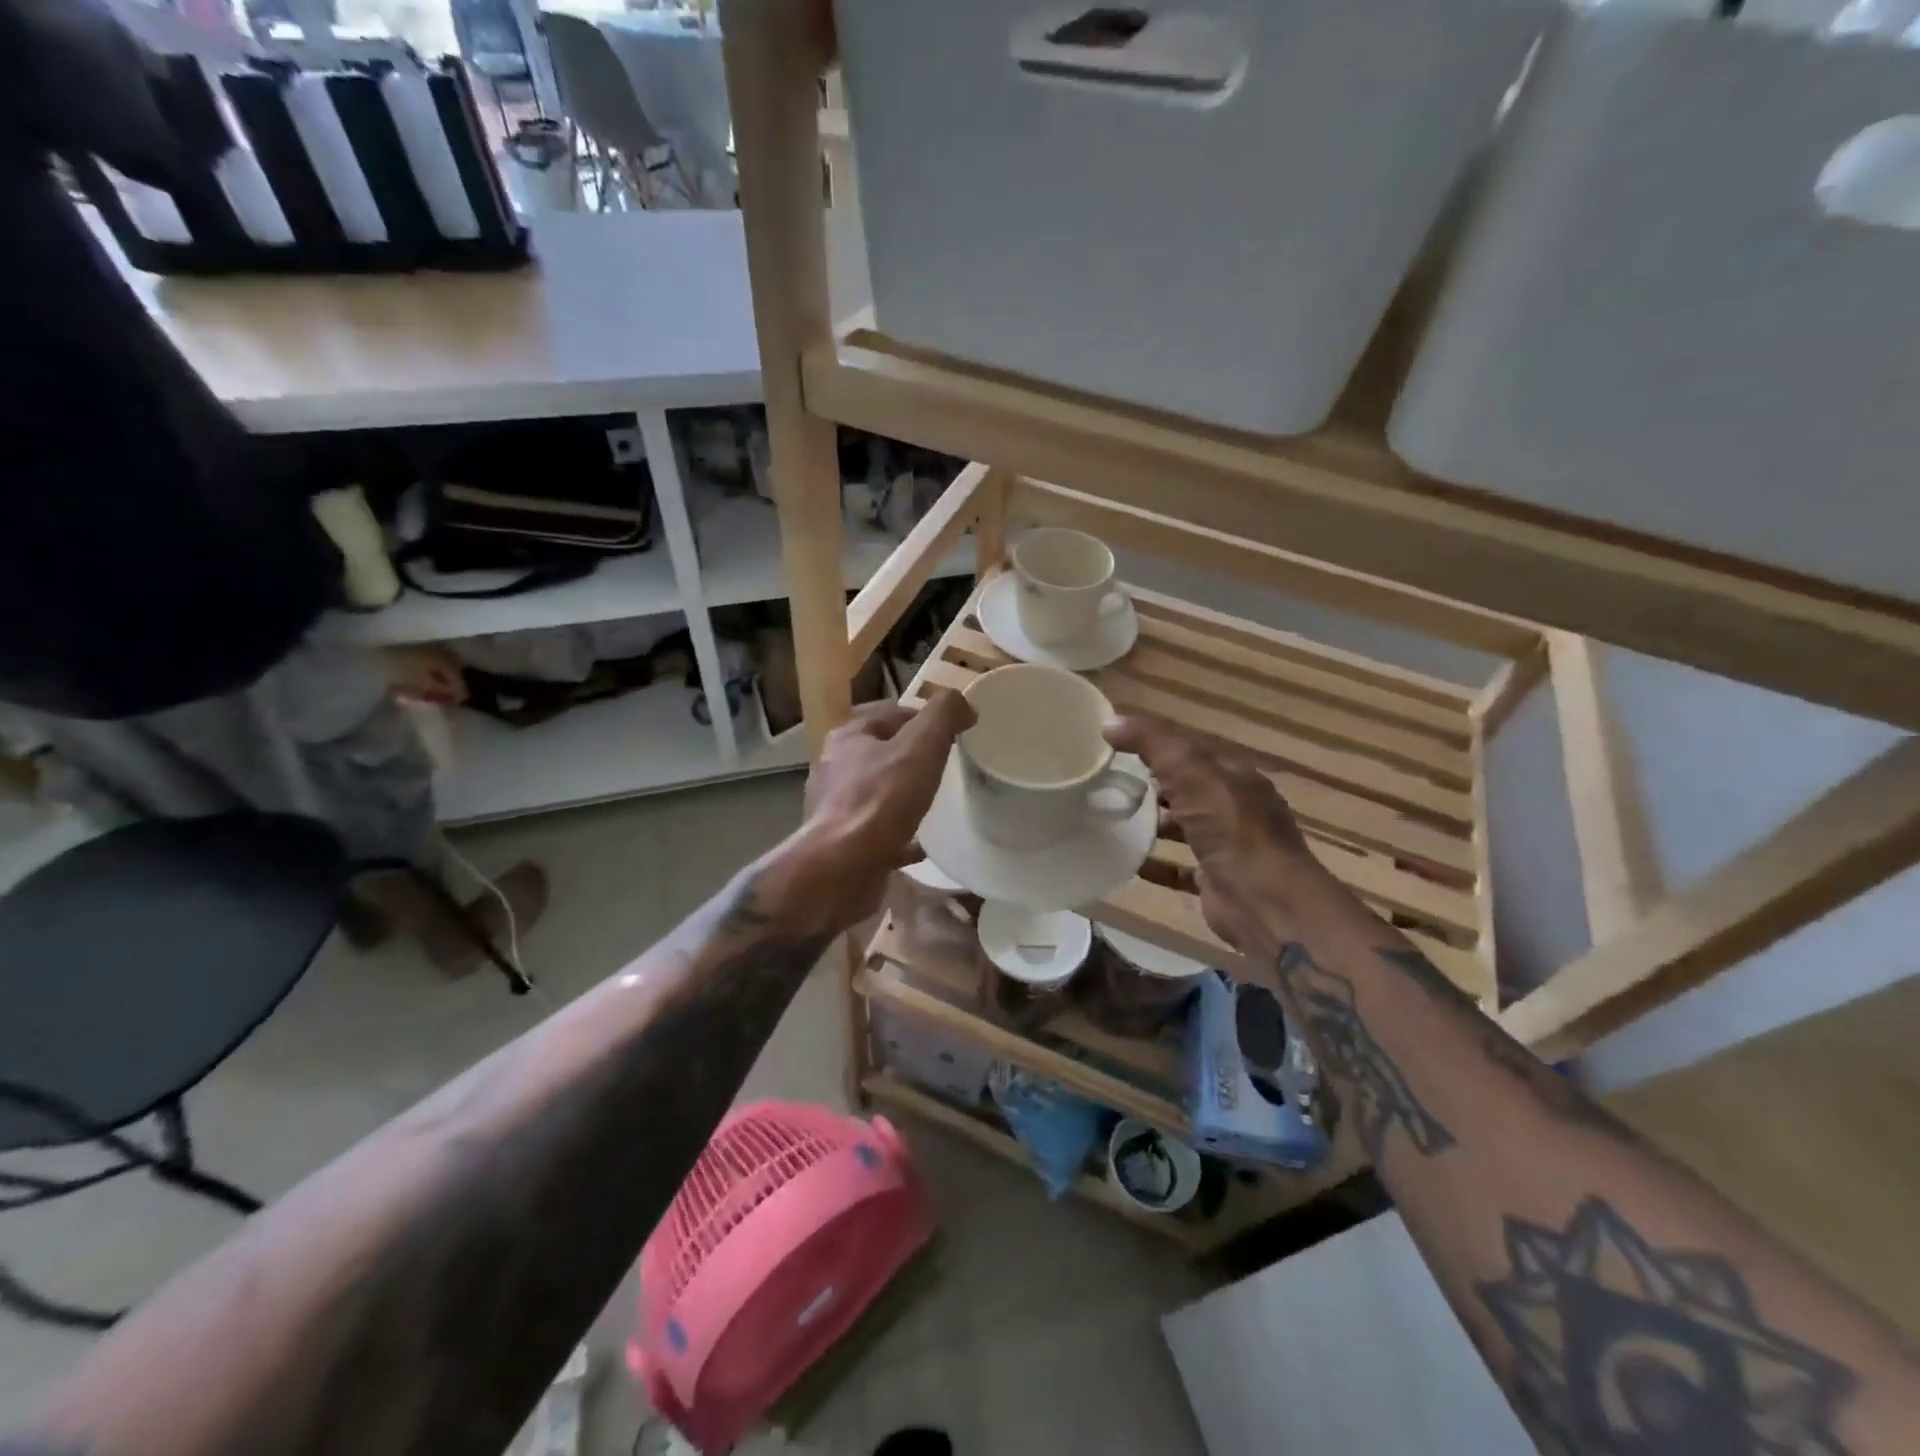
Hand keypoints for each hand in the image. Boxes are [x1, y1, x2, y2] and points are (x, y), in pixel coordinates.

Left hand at [786, 692, 976, 930]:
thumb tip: (962, 703)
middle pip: (882, 753)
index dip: (923, 718)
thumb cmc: (881, 800)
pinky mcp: (844, 844)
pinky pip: (880, 833)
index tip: (953, 733)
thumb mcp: (921, 745)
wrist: (842, 869)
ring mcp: (837, 808)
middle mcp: (836, 768)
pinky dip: (901, 836)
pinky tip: (923, 844)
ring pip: (878, 793)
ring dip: (904, 795)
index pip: (890, 713)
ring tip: (936, 802)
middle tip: (947, 766)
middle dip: (912, 757)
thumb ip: (943, 715)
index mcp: (849, 737)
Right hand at [1106, 715, 1327, 954]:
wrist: (1266, 903)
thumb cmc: (1232, 828)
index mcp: (1235, 776)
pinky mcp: (1215, 881)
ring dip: (1153, 823)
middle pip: (1188, 788)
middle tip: (1108, 781)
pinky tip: (1128, 862)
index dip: (1156, 743)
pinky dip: (1155, 864)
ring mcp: (1227, 847)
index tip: (1115, 742)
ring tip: (1112, 818)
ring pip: (1184, 827)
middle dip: (1153, 783)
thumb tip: (1110, 721)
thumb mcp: (1191, 772)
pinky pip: (1179, 868)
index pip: (1192, 750)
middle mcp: (1235, 808)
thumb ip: (1153, 744)